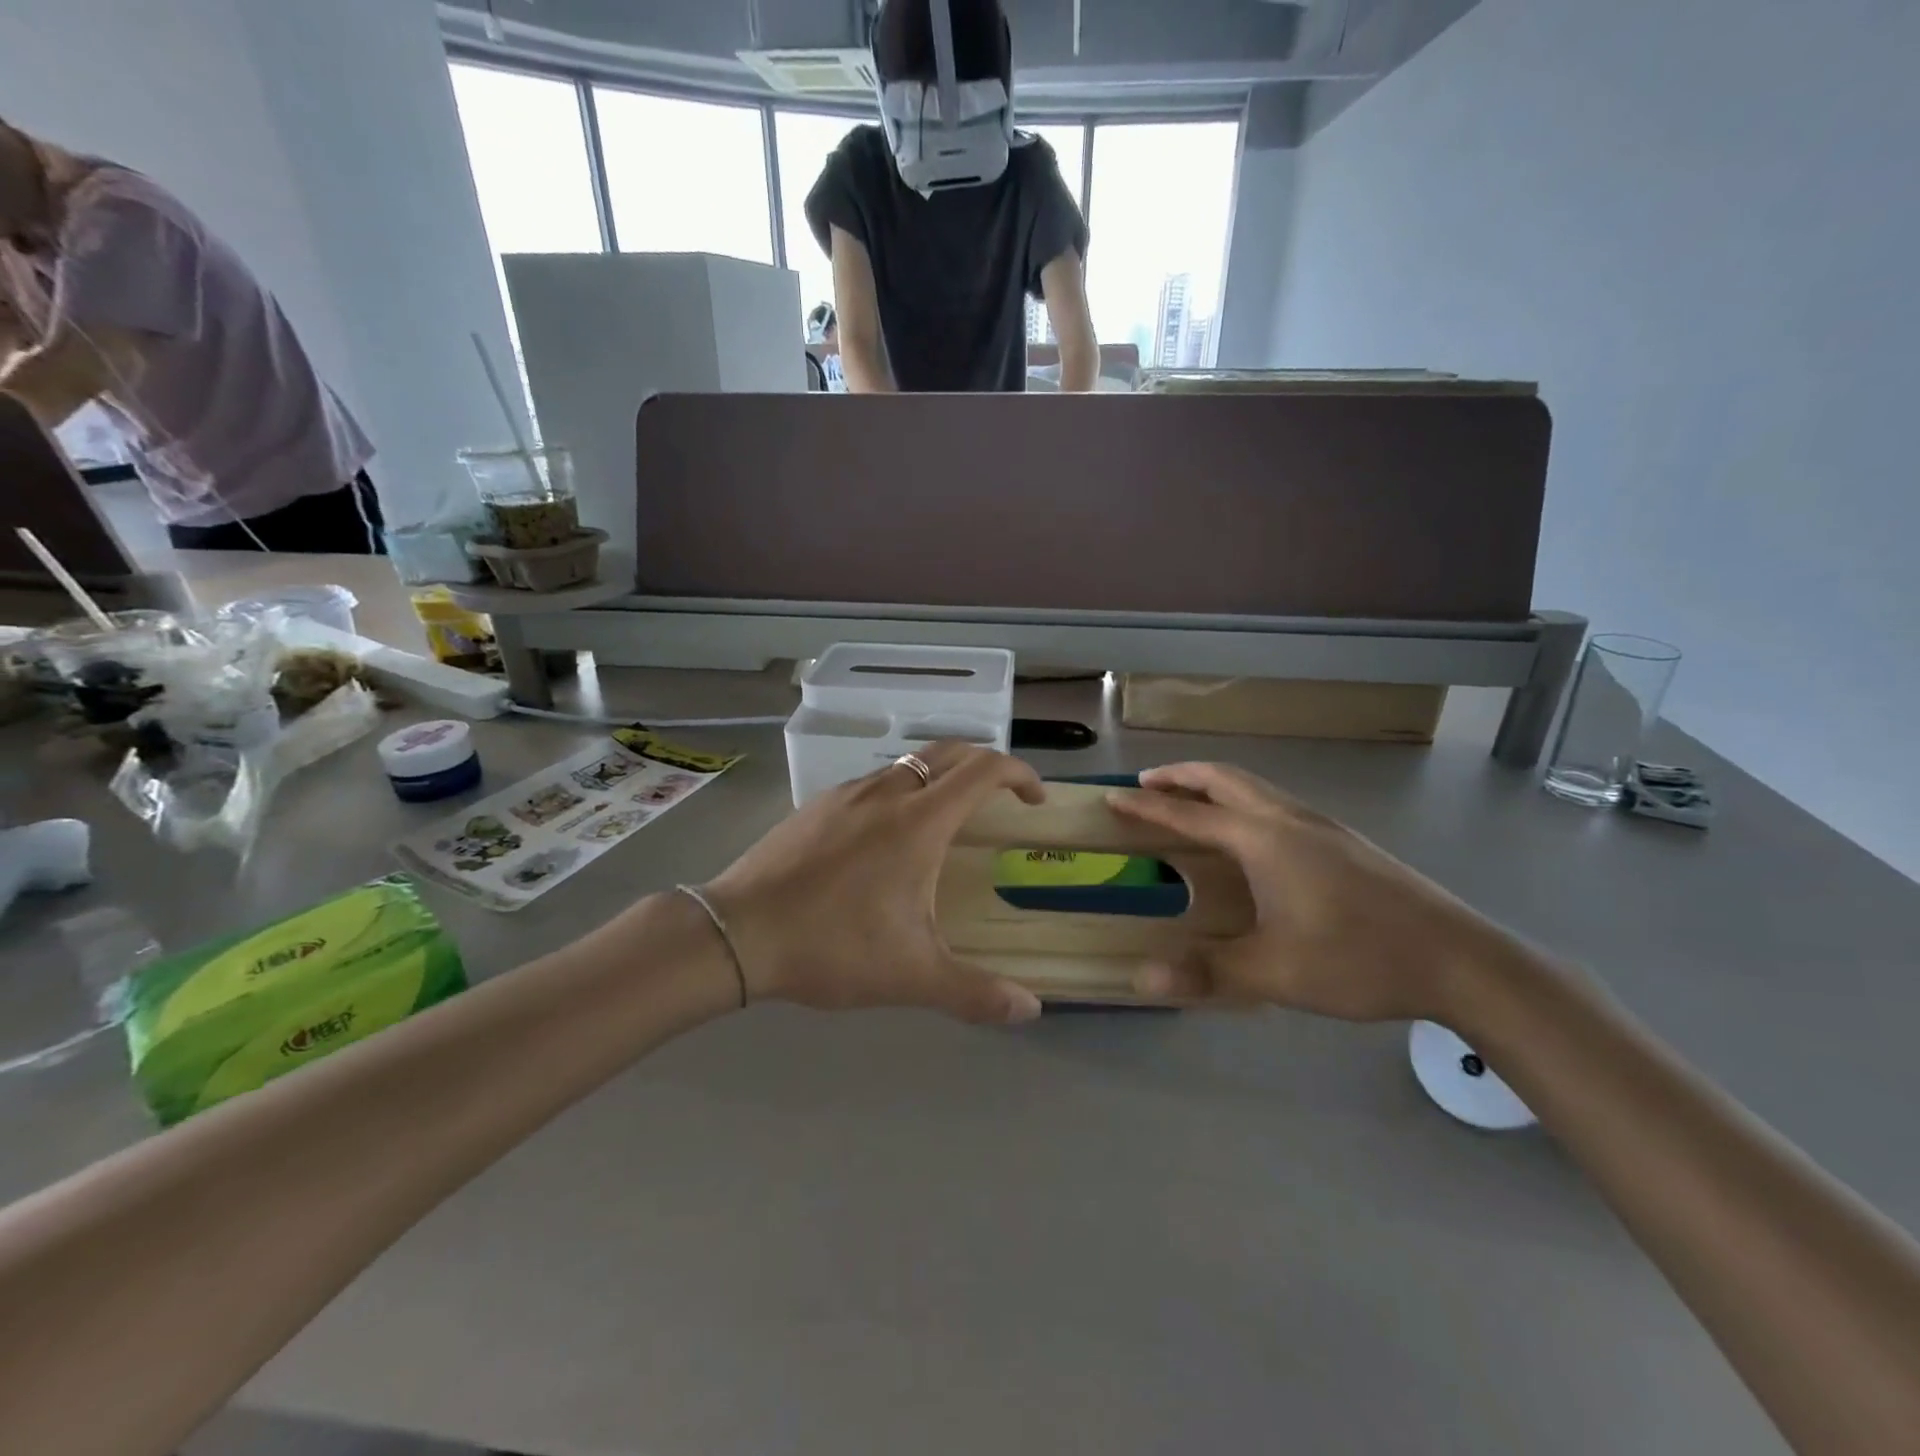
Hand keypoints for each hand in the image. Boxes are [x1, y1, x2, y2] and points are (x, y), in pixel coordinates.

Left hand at [703, 743, 1046, 1024]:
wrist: (737, 933)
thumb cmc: (833, 946)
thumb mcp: (911, 976)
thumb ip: (976, 994)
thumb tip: (1031, 1010)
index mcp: (919, 821)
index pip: (984, 769)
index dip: (1019, 774)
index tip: (1035, 800)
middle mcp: (886, 792)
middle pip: (949, 752)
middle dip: (984, 765)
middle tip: (1000, 799)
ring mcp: (846, 794)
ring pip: (908, 763)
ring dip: (939, 777)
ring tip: (946, 820)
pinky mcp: (816, 805)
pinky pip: (873, 783)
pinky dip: (900, 791)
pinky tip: (885, 838)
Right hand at [1107, 763, 1515, 1021]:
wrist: (1461, 959)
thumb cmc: (1360, 959)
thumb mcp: (1276, 973)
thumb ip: (1207, 973)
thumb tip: (1142, 978)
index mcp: (1264, 841)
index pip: (1189, 816)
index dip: (1147, 807)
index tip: (1112, 796)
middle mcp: (1289, 820)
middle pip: (1224, 780)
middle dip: (1181, 775)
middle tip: (1147, 783)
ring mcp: (1322, 826)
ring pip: (1255, 788)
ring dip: (1214, 786)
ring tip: (1190, 803)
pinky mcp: (1344, 841)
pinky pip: (1276, 803)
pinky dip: (1243, 802)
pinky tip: (1250, 837)